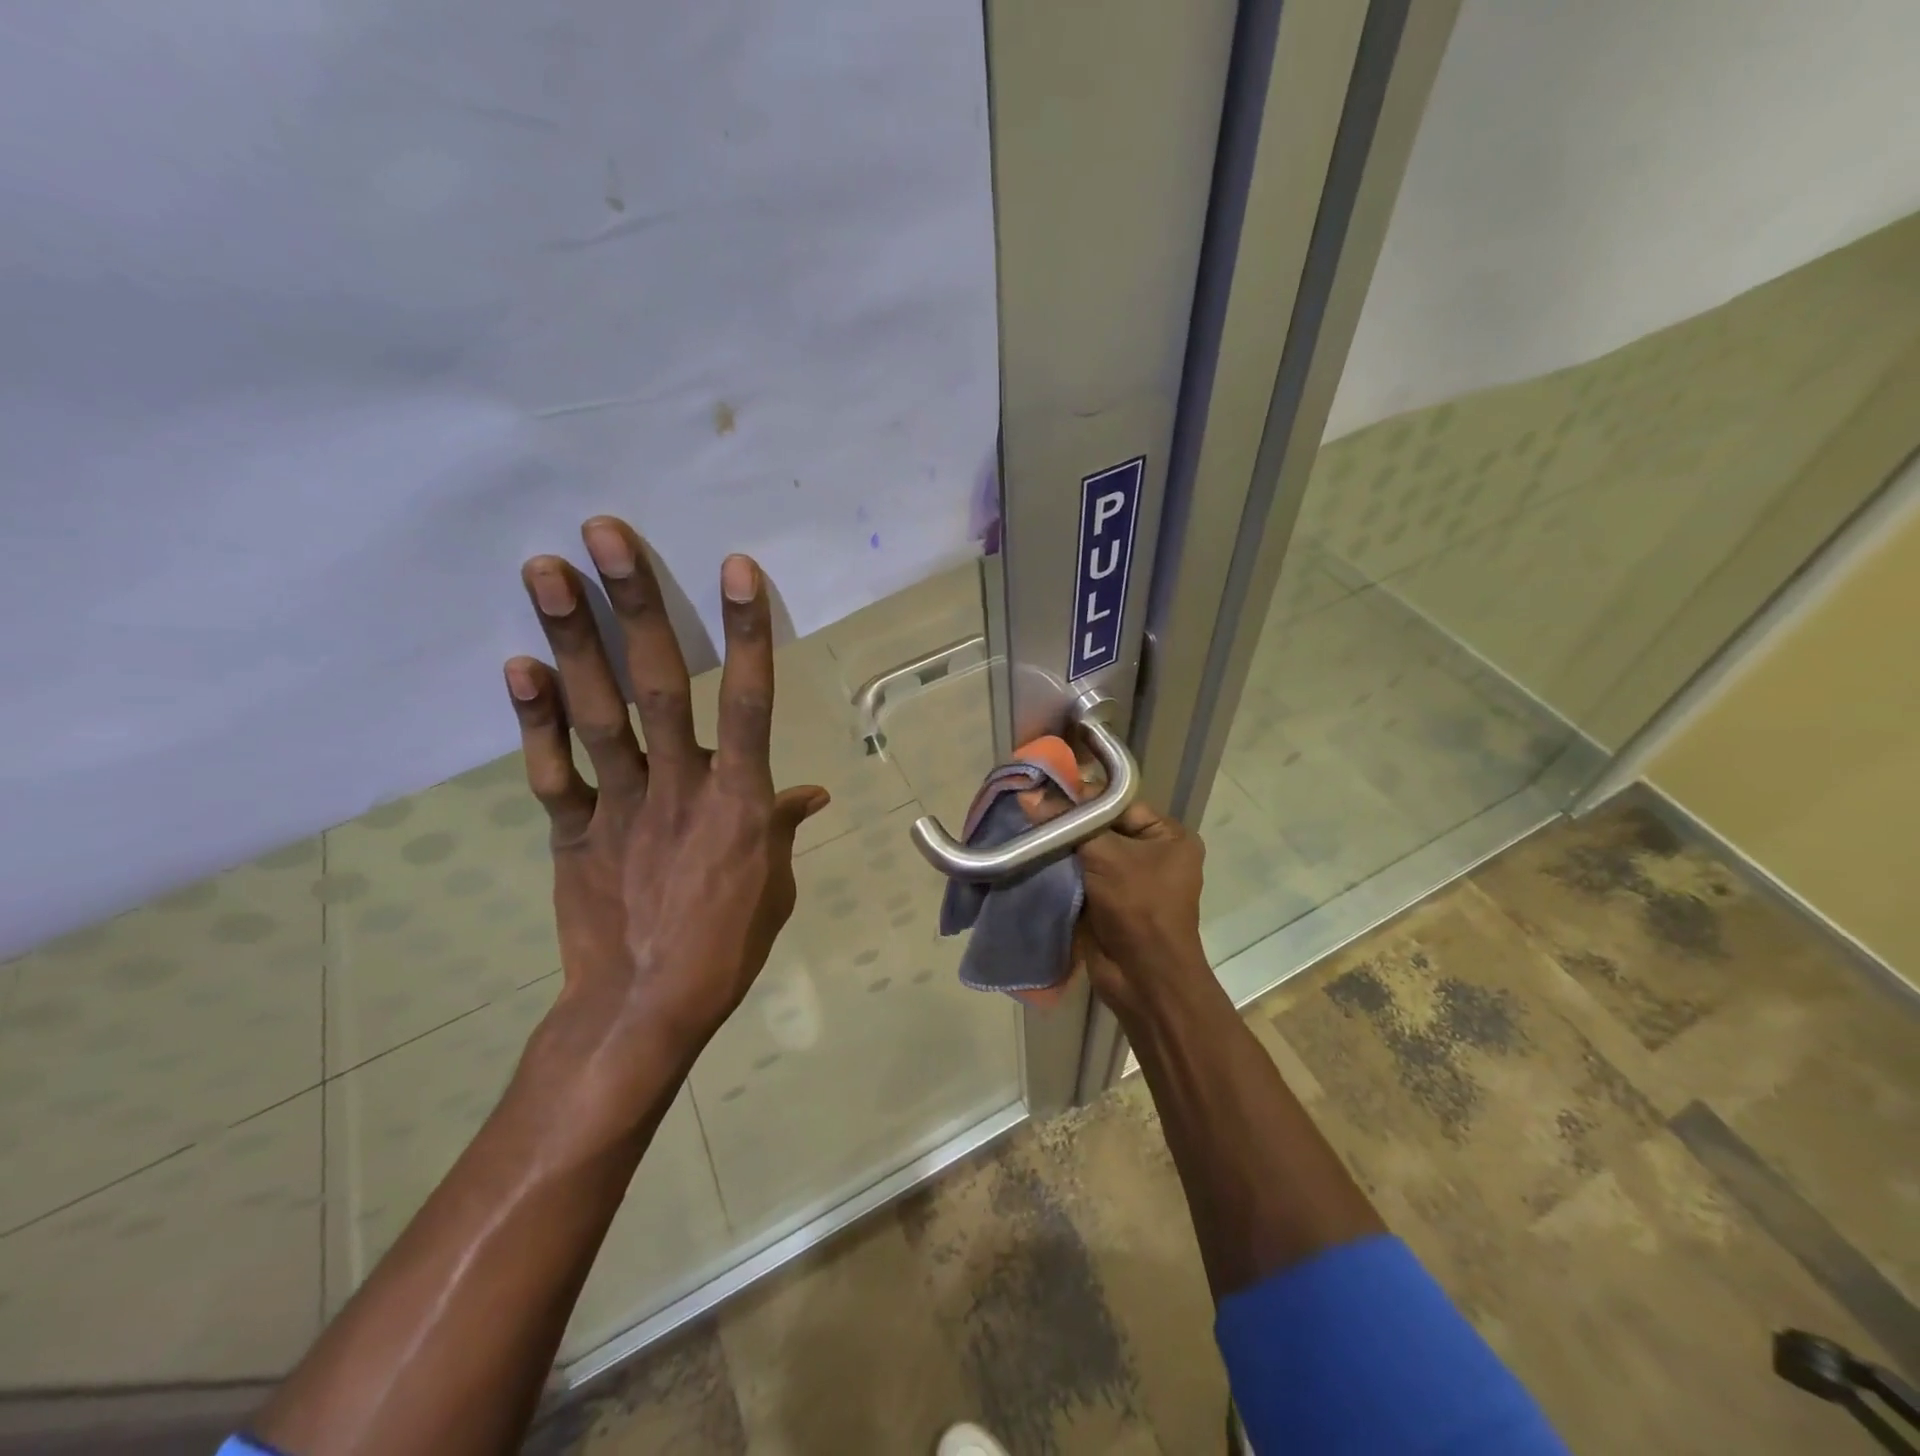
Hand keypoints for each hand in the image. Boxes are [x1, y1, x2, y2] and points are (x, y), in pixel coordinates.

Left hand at [503, 517, 827, 1125]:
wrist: (644, 1009)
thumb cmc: (725, 945)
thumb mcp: (772, 884)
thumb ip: (780, 826)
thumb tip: (809, 792)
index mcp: (739, 802)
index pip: (749, 703)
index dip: (744, 634)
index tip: (733, 568)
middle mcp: (679, 788)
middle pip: (658, 686)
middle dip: (635, 606)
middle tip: (604, 534)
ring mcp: (620, 807)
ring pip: (596, 714)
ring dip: (570, 639)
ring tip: (544, 569)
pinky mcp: (572, 832)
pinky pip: (552, 771)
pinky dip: (532, 721)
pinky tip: (517, 666)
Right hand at [1022, 792, 1208, 1016]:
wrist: (1143, 978)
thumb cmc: (1138, 906)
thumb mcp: (1105, 855)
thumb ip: (1068, 823)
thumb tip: (1028, 795)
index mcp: (1168, 835)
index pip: (1118, 802)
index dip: (1082, 796)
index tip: (1043, 790)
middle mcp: (1152, 854)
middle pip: (1101, 826)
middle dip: (1067, 822)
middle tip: (1027, 808)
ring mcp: (1129, 880)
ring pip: (1086, 852)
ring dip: (1059, 846)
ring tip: (1023, 830)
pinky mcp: (1106, 902)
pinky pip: (1079, 876)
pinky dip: (1058, 870)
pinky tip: (1030, 857)